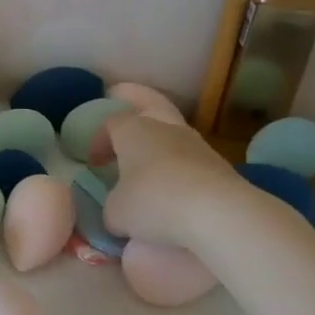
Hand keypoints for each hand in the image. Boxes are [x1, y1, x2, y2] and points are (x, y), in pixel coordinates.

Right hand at [91, 113, 244, 248]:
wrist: (220, 214)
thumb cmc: (154, 202)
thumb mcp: (116, 212)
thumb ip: (113, 207)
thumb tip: (119, 212)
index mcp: (132, 130)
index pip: (110, 123)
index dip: (99, 140)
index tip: (94, 163)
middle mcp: (164, 128)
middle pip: (149, 103)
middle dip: (135, 101)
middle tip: (123, 101)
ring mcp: (197, 145)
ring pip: (173, 133)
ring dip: (160, 143)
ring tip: (150, 163)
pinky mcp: (220, 167)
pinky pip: (192, 160)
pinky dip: (180, 167)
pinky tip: (175, 188)